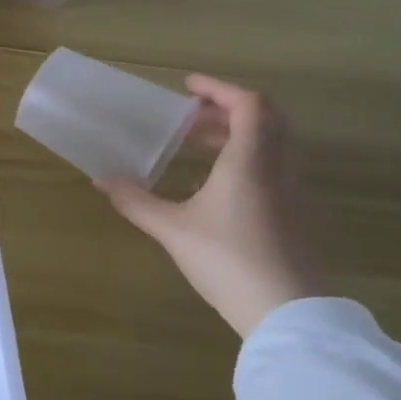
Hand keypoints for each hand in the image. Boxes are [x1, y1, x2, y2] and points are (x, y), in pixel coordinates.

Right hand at [96, 75, 324, 338]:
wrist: (288, 312)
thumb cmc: (228, 260)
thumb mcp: (173, 230)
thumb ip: (136, 201)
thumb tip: (101, 180)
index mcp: (251, 160)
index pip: (248, 104)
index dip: (218, 89)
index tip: (188, 87)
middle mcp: (279, 167)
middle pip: (265, 120)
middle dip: (226, 110)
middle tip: (189, 118)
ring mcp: (295, 192)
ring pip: (273, 144)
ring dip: (238, 135)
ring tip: (198, 146)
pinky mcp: (299, 215)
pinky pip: (275, 168)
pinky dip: (249, 159)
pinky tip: (219, 186)